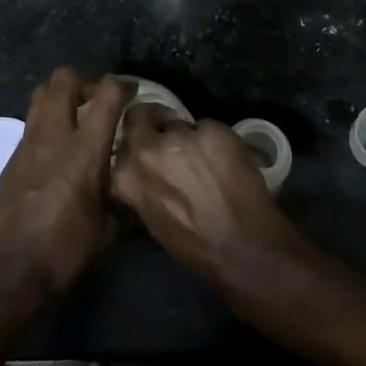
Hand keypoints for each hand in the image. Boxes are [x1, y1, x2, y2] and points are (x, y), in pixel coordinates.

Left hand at [0, 69, 127, 297]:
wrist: (10, 271)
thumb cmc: (66, 250)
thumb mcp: (111, 229)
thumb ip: (127, 197)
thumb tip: (139, 184)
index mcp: (84, 149)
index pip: (106, 93)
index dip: (123, 85)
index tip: (132, 92)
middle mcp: (54, 135)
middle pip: (64, 78)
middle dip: (86, 80)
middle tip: (99, 99)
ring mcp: (28, 142)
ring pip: (42, 93)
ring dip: (62, 95)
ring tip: (77, 116)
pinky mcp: (12, 156)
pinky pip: (31, 122)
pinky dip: (47, 121)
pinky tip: (57, 148)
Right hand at [112, 110, 302, 288]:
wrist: (243, 250)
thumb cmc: (194, 246)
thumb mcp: (150, 216)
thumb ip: (141, 183)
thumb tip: (146, 167)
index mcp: (126, 175)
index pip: (123, 136)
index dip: (138, 133)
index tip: (149, 136)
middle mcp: (148, 149)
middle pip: (144, 115)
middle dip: (156, 121)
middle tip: (172, 133)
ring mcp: (181, 136)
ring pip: (181, 123)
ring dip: (189, 136)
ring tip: (205, 158)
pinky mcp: (213, 130)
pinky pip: (210, 127)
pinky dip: (216, 140)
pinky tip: (226, 162)